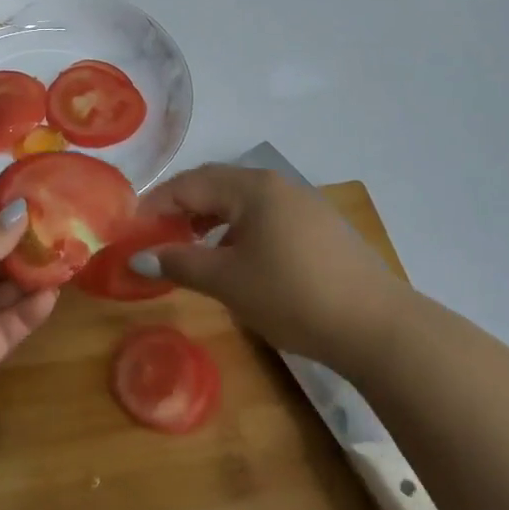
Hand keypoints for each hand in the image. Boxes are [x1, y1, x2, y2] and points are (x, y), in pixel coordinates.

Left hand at [0, 200, 55, 450]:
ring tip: (67, 260)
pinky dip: (28, 312)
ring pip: (1, 291)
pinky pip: (6, 327)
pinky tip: (51, 296)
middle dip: (22, 246)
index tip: (41, 204)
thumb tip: (24, 210)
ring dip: (30, 277)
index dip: (1, 216)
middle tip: (65, 232)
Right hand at [131, 165, 407, 362]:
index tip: (131, 229)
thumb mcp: (227, 281)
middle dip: (181, 208)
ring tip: (192, 249)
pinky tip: (236, 259)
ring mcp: (303, 204)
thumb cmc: (292, 296)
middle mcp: (277, 184)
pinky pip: (265, 217)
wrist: (376, 326)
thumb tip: (139, 258)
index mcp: (252, 187)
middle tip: (156, 237)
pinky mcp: (320, 227)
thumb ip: (179, 263)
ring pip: (242, 202)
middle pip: (215, 186)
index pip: (189, 183)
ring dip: (210, 220)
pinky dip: (238, 230)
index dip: (155, 204)